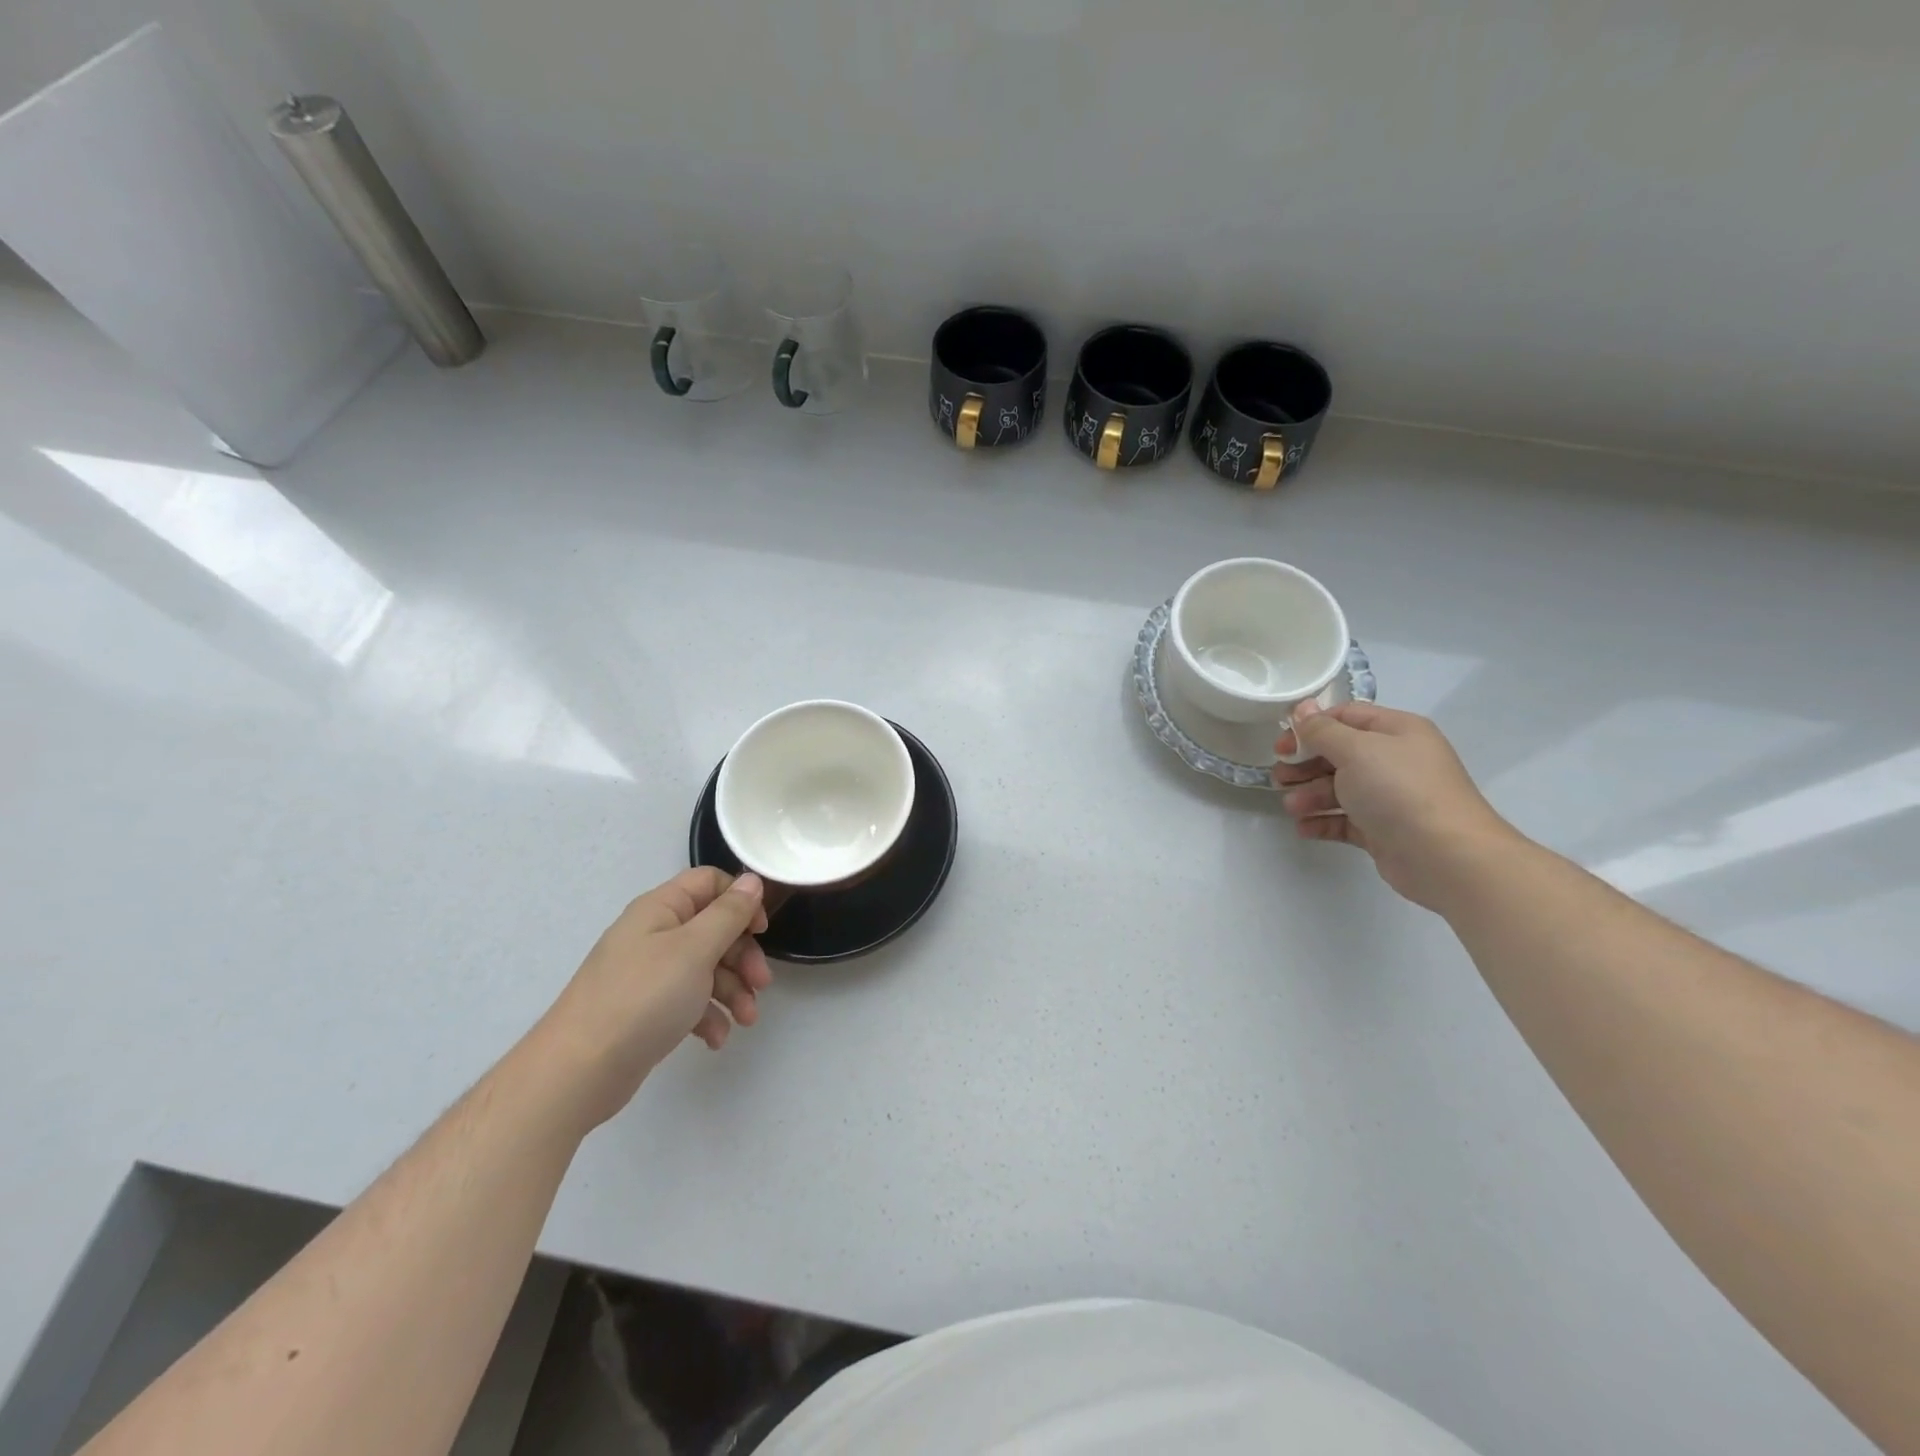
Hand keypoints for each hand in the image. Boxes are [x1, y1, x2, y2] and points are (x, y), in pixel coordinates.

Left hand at [532, 868, 772, 1130]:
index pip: (710, 883)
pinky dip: (708, 1016)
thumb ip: (729, 913)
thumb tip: (753, 880)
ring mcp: (650, 974)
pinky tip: (716, 1038)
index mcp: (661, 909)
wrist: (578, 1072)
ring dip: (733, 990)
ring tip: (746, 1020)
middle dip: (742, 956)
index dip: (741, 900)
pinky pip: (689, 1001)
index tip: (761, 930)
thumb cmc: (643, 998)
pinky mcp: (649, 1010)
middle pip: (714, 929)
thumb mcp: (695, 949)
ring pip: (707, 968)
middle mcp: (654, 935)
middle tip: (761, 984)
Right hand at [1273, 701, 1516, 910]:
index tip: (1281, 745)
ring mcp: (1390, 797)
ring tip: (1292, 807)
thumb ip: (1322, 730)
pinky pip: (1345, 820)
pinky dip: (1323, 821)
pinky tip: (1304, 828)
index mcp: (1396, 731)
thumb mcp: (1356, 750)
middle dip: (1305, 764)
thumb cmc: (1399, 790)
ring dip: (1310, 795)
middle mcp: (1395, 760)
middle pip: (1339, 754)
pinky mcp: (1384, 830)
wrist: (1446, 856)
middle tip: (1280, 777)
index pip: (1346, 717)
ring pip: (1340, 789)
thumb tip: (1302, 709)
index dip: (1310, 727)